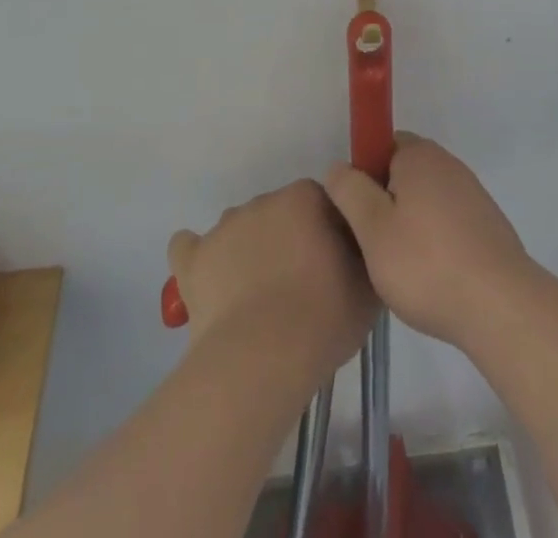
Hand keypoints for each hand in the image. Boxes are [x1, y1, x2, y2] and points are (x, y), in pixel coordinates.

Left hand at [167, 180, 376, 381]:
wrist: (261, 360)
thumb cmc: (323, 318)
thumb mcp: (368, 287)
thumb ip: (364, 255)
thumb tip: (358, 250)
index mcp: (305, 197)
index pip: (322, 203)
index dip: (329, 233)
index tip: (334, 266)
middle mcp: (262, 200)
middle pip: (279, 214)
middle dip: (288, 240)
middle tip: (300, 287)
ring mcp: (224, 227)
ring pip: (240, 229)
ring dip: (248, 251)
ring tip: (257, 298)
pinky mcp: (193, 259)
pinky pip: (189, 247)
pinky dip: (198, 259)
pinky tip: (207, 280)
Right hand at [323, 132, 536, 352]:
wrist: (499, 304)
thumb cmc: (426, 262)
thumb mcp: (372, 228)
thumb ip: (350, 191)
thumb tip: (339, 167)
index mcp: (420, 156)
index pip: (384, 143)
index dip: (365, 172)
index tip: (358, 211)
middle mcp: (448, 164)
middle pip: (405, 172)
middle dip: (386, 200)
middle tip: (374, 242)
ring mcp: (472, 193)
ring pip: (426, 199)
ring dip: (410, 222)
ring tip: (400, 266)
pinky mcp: (486, 224)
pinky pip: (448, 221)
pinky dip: (435, 239)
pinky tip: (430, 275)